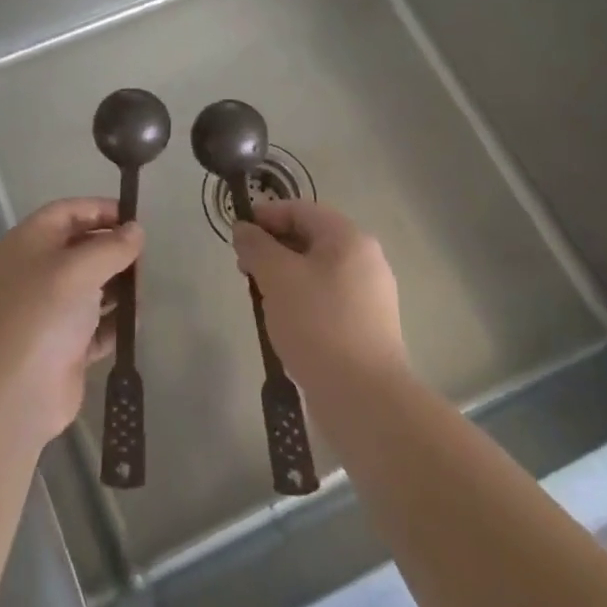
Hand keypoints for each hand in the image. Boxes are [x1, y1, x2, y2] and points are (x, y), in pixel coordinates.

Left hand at [0, 198, 142, 445]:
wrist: (13, 393)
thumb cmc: (42, 314)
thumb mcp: (79, 269)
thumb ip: (112, 246)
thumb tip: (136, 231)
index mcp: (28, 243)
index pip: (67, 212)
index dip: (100, 209)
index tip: (135, 218)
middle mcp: (36, 272)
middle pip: (81, 248)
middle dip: (113, 251)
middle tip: (143, 261)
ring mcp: (49, 311)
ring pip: (91, 287)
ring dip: (118, 287)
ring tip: (142, 293)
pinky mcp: (64, 346)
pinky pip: (95, 325)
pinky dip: (114, 322)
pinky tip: (134, 323)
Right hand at [234, 201, 407, 399]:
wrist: (363, 396)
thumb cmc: (317, 323)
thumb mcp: (277, 277)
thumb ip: (256, 246)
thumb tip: (244, 229)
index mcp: (349, 238)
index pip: (300, 210)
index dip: (265, 216)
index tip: (236, 235)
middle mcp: (365, 259)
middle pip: (310, 239)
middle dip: (272, 249)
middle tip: (244, 269)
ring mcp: (369, 295)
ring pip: (316, 271)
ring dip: (284, 277)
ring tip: (260, 299)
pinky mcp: (366, 326)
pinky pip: (326, 298)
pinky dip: (301, 300)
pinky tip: (283, 323)